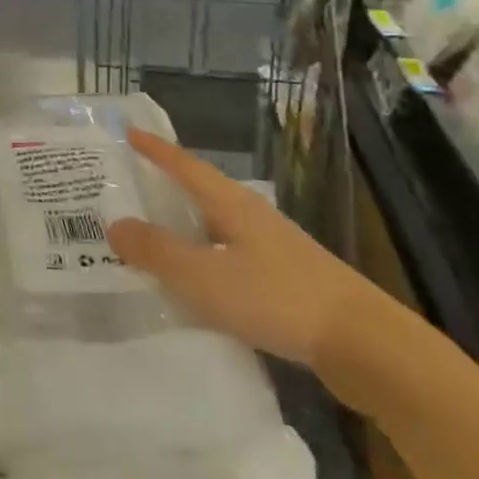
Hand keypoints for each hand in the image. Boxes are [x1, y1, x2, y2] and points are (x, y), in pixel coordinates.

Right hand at [108, 128, 384, 369]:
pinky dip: (207, 259)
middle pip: (204, 192)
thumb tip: (114, 225)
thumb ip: (158, 252)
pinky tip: (200, 283)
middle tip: (133, 185)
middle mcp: (254, 218)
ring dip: (188, 226)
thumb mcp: (205, 277)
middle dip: (169, 186)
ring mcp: (275, 249)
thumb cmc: (278, 299)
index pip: (186, 167)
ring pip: (219, 227)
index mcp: (233, 205)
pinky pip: (233, 257)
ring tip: (157, 234)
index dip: (157, 151)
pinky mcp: (288, 281)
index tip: (131, 132)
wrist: (364, 345)